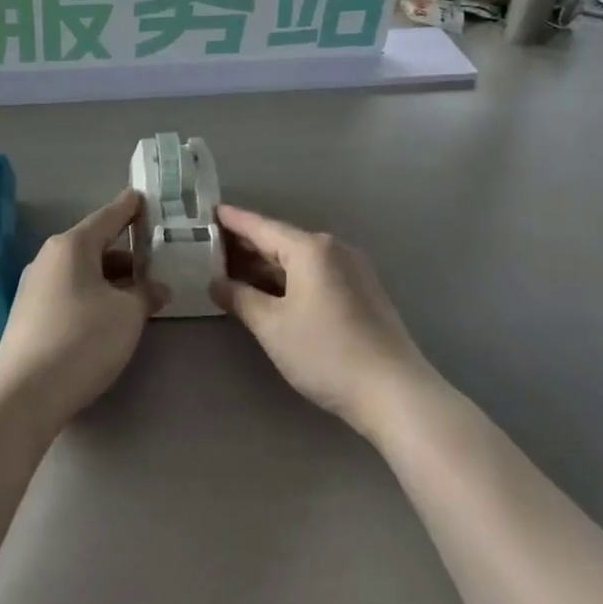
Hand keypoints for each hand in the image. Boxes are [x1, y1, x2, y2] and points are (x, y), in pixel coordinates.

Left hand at [0, 190, 165, 433]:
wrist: (25, 392)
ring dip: (110, 278)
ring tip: (139, 293)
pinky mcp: (29, 314)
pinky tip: (110, 315)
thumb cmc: (83, 339)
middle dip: (125, 252)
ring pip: (82, 271)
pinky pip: (69, 291)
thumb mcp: (128, 314)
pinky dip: (93, 295)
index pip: (107, 217)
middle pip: (94, 245)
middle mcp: (49, 258)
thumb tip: (156, 288)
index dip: (129, 208)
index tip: (143, 197)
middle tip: (154, 259)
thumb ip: (146, 294)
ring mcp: (35, 286)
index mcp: (72, 246)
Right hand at [210, 204, 435, 436]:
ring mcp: (352, 269)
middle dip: (247, 244)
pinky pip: (316, 273)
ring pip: (299, 259)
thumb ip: (240, 298)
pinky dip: (289, 277)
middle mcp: (333, 249)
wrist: (393, 391)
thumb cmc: (325, 353)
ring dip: (268, 264)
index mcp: (310, 249)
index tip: (209, 212)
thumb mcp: (272, 326)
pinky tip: (271, 290)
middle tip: (212, 245)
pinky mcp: (362, 291)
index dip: (233, 220)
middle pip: (281, 240)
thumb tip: (216, 283)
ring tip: (234, 268)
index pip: (261, 227)